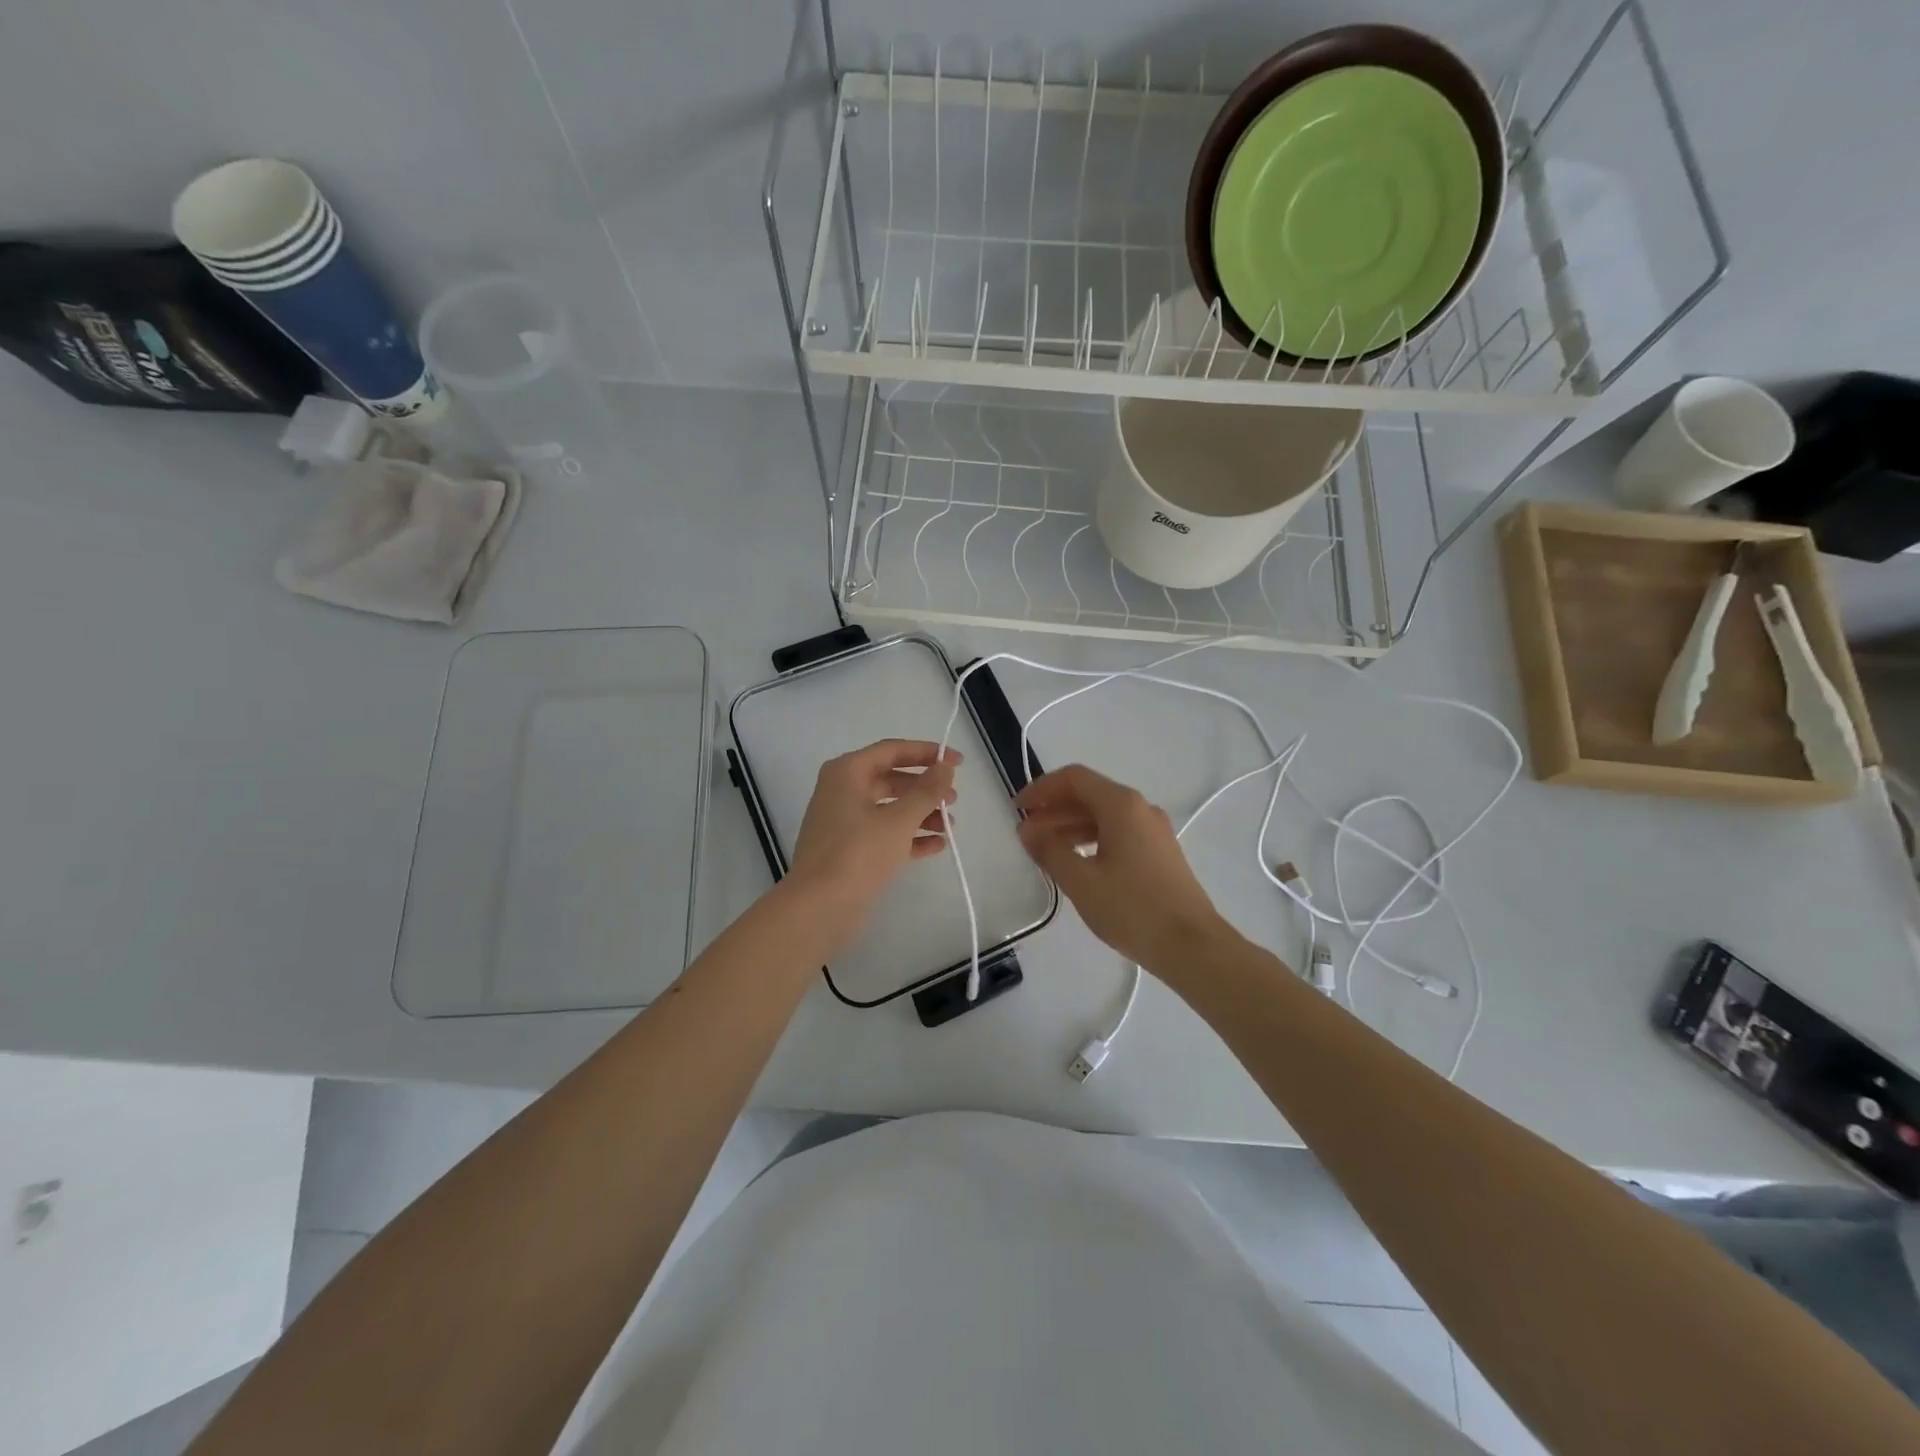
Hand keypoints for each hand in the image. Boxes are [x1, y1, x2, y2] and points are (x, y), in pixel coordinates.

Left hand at [788, 739, 960, 947]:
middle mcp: (842, 791)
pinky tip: (936, 846)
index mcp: (847, 773)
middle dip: (925, 788)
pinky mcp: (848, 851)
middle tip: (954, 798)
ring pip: (888, 809)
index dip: (927, 752)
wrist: (818, 908)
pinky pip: (883, 834)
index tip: (957, 762)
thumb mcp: (899, 820)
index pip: (892, 750)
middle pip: (891, 779)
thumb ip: (926, 791)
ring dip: (920, 814)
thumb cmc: (858, 854)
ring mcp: (843, 822)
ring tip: (950, 826)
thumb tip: (945, 767)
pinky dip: (908, 837)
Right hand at [1015, 763, 1230, 970]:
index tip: (1018, 810)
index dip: (1041, 789)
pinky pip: (1118, 833)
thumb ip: (1049, 850)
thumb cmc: (1132, 909)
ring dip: (1070, 826)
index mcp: (1121, 805)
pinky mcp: (1160, 852)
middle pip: (1089, 795)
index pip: (1074, 778)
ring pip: (1103, 816)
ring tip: (1044, 850)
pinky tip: (1076, 863)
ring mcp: (1154, 830)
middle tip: (1026, 834)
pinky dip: (1091, 840)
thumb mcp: (1081, 881)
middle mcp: (1140, 808)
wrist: (1192, 946)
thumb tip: (1027, 830)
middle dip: (1054, 810)